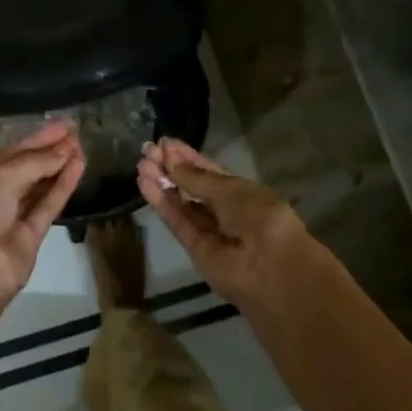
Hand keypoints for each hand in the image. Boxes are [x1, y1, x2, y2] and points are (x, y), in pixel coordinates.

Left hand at [0, 121, 85, 314]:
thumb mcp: (1, 176)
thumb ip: (36, 162)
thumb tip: (66, 150)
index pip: (10, 154)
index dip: (36, 139)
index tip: (61, 125)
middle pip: (25, 170)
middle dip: (50, 151)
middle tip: (76, 133)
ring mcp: (11, 218)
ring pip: (39, 188)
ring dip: (59, 168)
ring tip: (82, 147)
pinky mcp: (30, 237)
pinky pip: (48, 207)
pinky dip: (63, 188)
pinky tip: (79, 168)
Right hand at [137, 139, 314, 310]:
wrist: (271, 267)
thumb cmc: (260, 217)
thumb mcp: (230, 189)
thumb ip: (197, 178)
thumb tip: (170, 158)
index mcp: (243, 192)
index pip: (210, 172)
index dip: (188, 157)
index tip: (165, 143)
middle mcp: (226, 211)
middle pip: (192, 187)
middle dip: (171, 169)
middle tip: (147, 151)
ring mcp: (210, 231)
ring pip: (182, 204)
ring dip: (162, 184)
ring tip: (141, 164)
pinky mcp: (195, 249)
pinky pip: (177, 222)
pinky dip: (161, 203)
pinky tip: (144, 184)